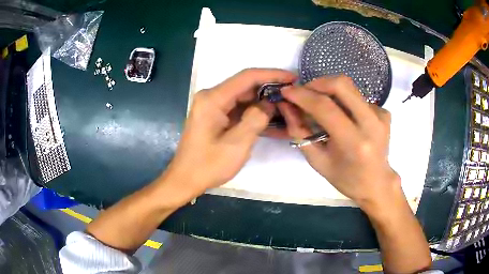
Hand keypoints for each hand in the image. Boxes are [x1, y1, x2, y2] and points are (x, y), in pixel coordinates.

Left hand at [166, 68, 296, 197]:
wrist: (186, 179)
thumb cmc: (208, 165)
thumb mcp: (237, 144)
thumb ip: (256, 119)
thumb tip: (270, 103)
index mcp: (213, 99)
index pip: (247, 77)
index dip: (272, 75)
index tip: (292, 78)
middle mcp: (212, 97)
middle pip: (246, 86)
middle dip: (270, 89)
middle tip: (292, 96)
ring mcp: (213, 106)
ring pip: (244, 98)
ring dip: (264, 102)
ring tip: (287, 106)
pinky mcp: (215, 116)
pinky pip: (239, 109)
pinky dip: (255, 112)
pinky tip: (271, 117)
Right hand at [279, 75, 400, 209]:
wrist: (376, 182)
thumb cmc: (346, 178)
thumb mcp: (317, 161)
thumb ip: (300, 131)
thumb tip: (286, 105)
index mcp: (354, 142)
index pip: (325, 107)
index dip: (302, 95)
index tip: (286, 91)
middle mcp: (371, 124)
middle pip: (342, 84)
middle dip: (318, 83)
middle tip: (305, 92)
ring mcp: (381, 115)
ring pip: (350, 87)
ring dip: (330, 91)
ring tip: (321, 105)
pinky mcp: (384, 112)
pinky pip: (358, 97)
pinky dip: (344, 101)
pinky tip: (344, 116)